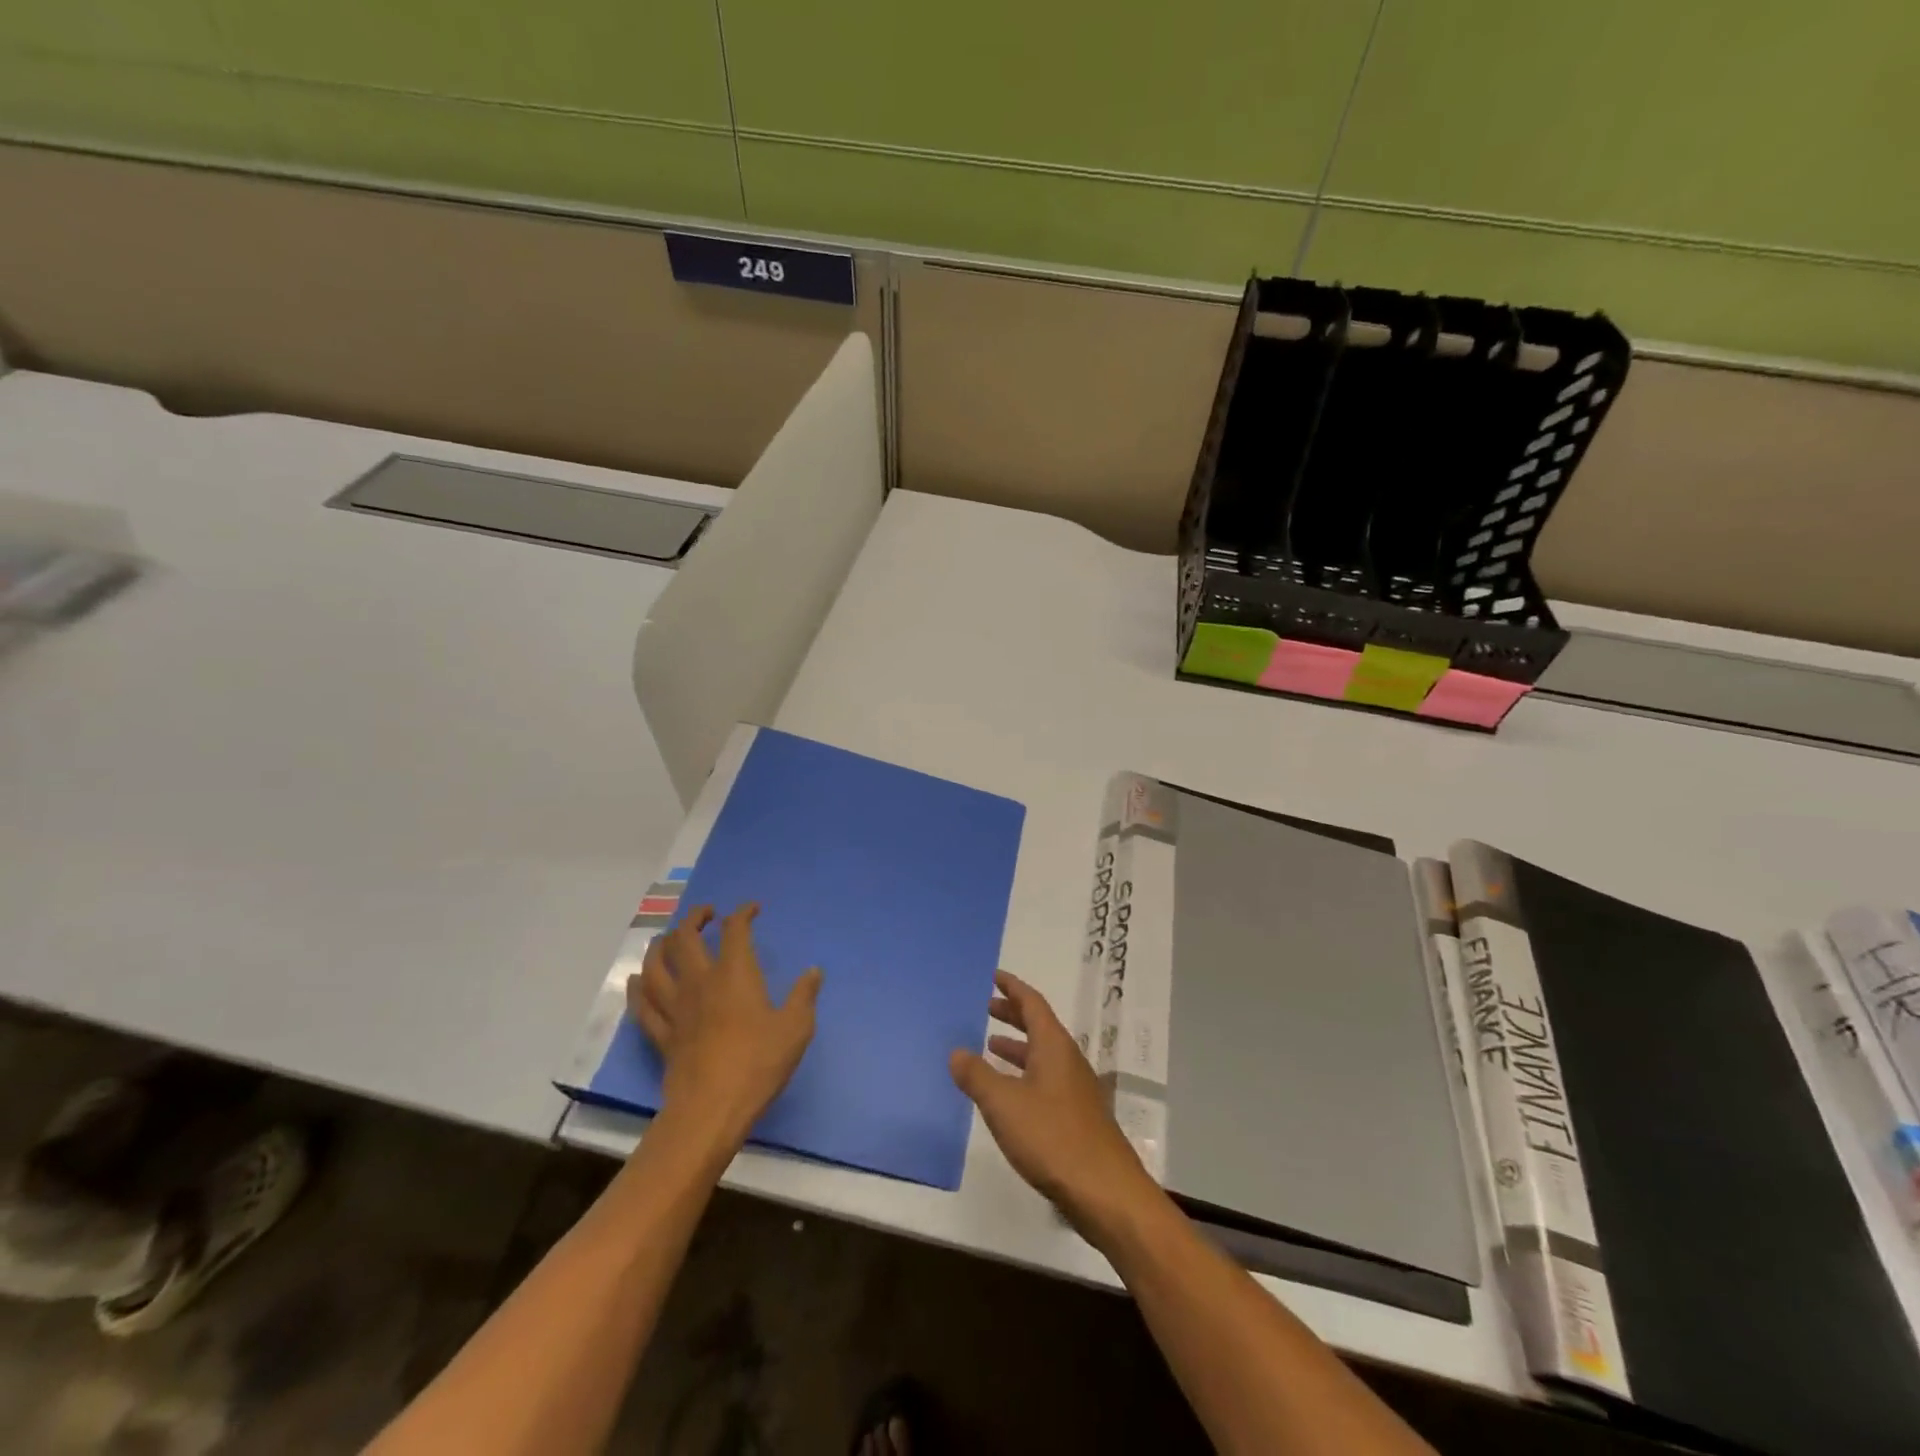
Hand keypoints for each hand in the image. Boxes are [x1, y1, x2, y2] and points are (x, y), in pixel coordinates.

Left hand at [627, 904, 822, 1148]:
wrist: (711, 1109)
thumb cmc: (758, 1063)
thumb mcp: (795, 1028)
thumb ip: (804, 996)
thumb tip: (814, 971)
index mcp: (735, 974)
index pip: (735, 930)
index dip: (743, 913)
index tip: (752, 908)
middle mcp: (700, 981)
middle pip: (686, 938)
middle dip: (695, 918)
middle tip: (707, 914)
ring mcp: (675, 1007)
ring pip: (656, 965)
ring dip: (661, 944)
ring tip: (668, 937)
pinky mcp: (661, 1033)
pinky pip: (642, 1003)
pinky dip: (638, 986)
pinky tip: (637, 978)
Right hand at [949, 971, 1160, 1246]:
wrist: (1105, 1191)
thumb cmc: (1052, 1138)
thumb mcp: (1004, 1104)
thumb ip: (977, 1076)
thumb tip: (956, 1051)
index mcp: (1054, 1046)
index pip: (1032, 1003)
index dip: (1012, 988)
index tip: (994, 977)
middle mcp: (1068, 1060)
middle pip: (1039, 1026)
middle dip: (1013, 1015)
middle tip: (987, 1008)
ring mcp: (1076, 1089)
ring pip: (1043, 1054)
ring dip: (1017, 1047)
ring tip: (990, 1047)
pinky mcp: (1077, 1116)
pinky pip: (1046, 1079)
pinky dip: (1025, 1074)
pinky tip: (1010, 1095)